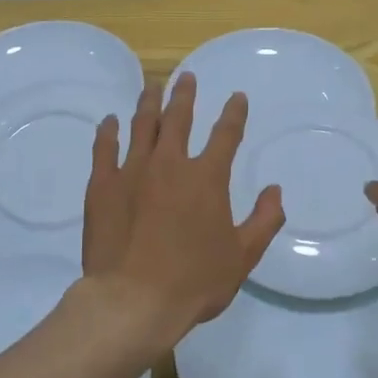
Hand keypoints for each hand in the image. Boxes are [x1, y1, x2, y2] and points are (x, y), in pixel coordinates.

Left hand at [82, 74, 284, 354]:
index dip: (234, 113)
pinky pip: (104, 149)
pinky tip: (110, 121)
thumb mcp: (243, 256)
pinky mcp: (102, 186)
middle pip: (178, 118)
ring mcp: (132, 171)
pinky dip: (108, 132)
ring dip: (149, 103)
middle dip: (184, 95)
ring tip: (152, 87)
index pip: (226, 134)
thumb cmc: (194, 281)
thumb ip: (264, 220)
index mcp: (207, 178)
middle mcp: (170, 164)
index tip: (237, 97)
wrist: (133, 301)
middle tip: (185, 77)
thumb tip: (275, 191)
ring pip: (142, 126)